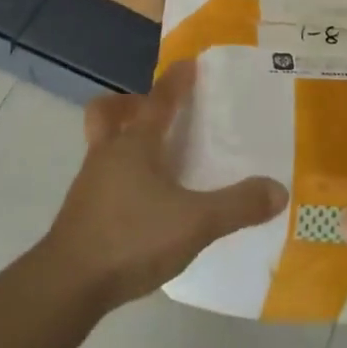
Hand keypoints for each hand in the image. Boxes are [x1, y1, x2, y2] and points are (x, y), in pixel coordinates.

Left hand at [39, 61, 287, 313]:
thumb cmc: (132, 238)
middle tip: (152, 112)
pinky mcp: (80, 213)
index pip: (159, 101)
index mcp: (135, 145)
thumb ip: (237, 206)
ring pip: (102, 145)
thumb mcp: (195, 223)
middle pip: (107, 113)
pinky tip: (141, 203)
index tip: (187, 63)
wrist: (68, 284)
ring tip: (154, 161)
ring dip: (123, 141)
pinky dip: (120, 177)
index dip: (175, 81)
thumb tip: (278, 190)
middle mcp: (108, 154)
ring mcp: (89, 184)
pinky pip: (101, 178)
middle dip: (128, 104)